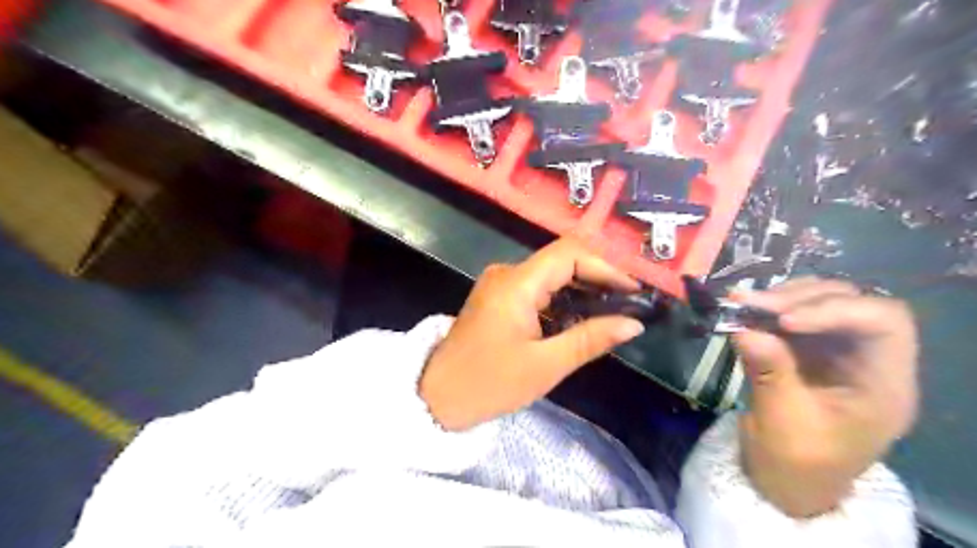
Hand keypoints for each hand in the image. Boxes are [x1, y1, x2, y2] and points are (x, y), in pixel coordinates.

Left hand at [419, 238, 646, 430]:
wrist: (438, 398)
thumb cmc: (489, 383)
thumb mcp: (545, 365)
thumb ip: (590, 339)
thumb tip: (634, 324)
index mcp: (515, 284)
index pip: (568, 254)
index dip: (605, 267)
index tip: (632, 291)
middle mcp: (507, 274)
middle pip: (560, 261)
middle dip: (597, 279)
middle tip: (627, 304)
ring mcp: (500, 284)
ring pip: (550, 275)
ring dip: (581, 290)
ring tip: (611, 313)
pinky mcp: (498, 298)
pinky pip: (537, 289)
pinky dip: (562, 300)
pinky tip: (580, 319)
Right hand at [736, 277, 921, 517]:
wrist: (785, 480)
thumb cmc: (796, 463)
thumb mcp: (782, 423)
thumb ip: (768, 373)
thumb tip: (744, 330)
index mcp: (883, 384)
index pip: (883, 323)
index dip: (836, 310)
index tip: (783, 320)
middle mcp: (867, 358)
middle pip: (852, 302)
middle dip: (800, 298)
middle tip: (750, 303)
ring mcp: (836, 349)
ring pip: (822, 300)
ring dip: (782, 297)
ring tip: (742, 302)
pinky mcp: (808, 347)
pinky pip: (793, 313)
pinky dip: (767, 307)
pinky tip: (743, 309)